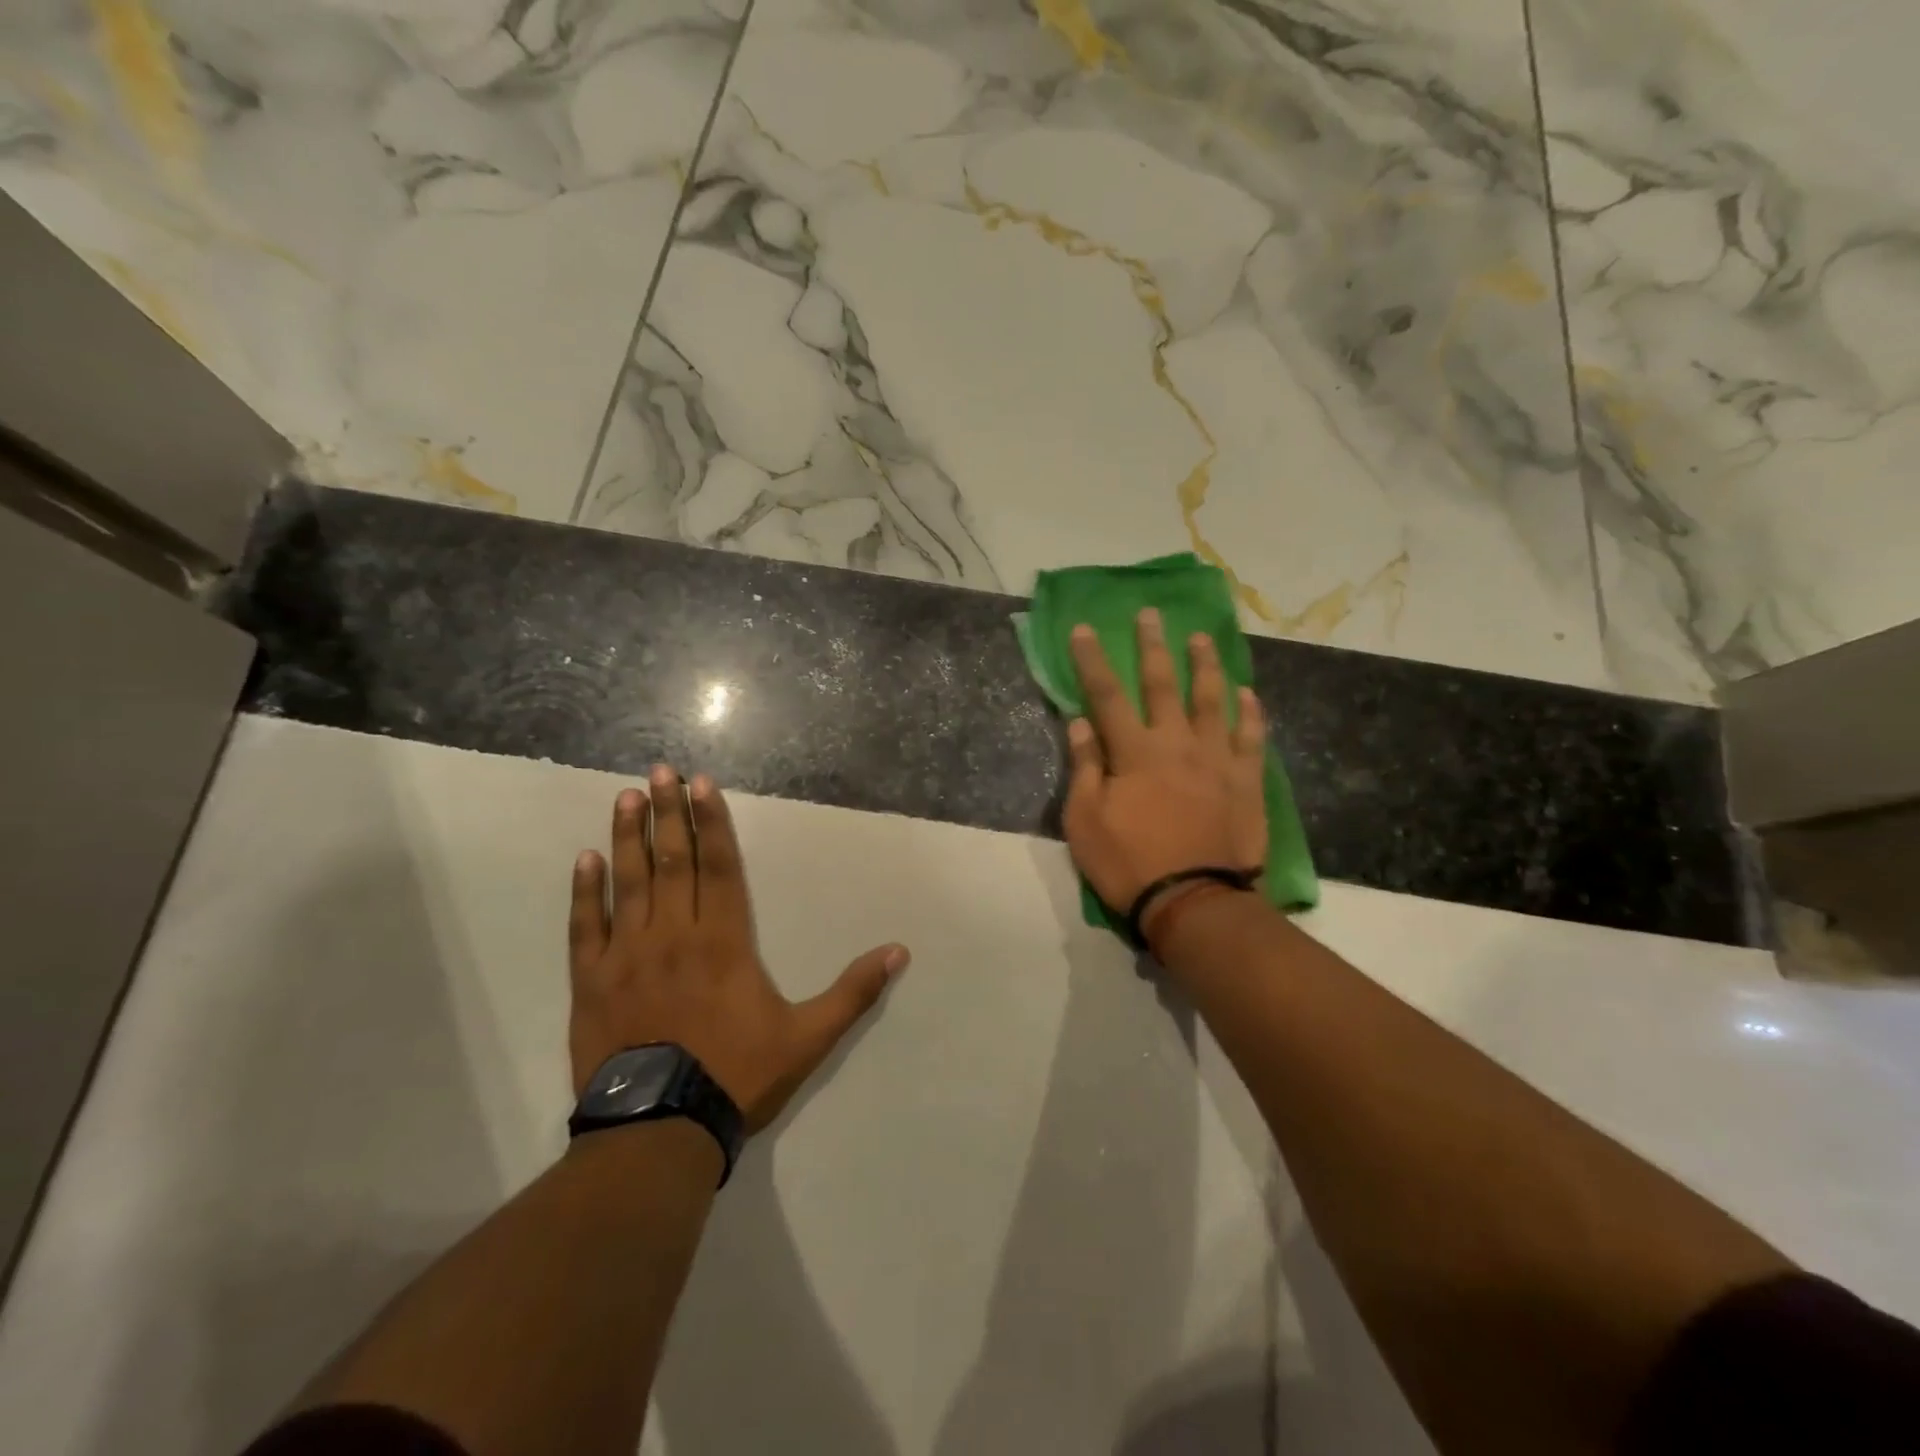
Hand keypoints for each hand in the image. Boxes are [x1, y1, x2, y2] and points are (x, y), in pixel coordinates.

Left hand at [568, 766, 908, 1132]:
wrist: (659, 1132)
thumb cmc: (736, 1076)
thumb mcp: (808, 1037)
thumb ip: (853, 992)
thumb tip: (899, 952)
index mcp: (724, 941)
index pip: (719, 866)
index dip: (712, 822)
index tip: (701, 784)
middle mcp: (674, 935)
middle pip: (673, 861)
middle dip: (668, 813)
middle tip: (659, 771)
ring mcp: (627, 956)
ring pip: (629, 883)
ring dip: (627, 837)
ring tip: (626, 796)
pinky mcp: (591, 982)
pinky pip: (585, 928)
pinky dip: (584, 892)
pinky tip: (584, 859)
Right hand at [1063, 609, 1267, 924]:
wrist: (1195, 903)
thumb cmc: (1130, 864)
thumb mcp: (1085, 822)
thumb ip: (1085, 768)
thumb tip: (1079, 723)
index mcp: (1134, 752)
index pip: (1106, 694)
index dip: (1092, 660)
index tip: (1084, 628)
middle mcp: (1176, 743)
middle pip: (1161, 684)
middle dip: (1152, 646)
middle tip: (1150, 614)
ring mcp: (1216, 759)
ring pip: (1212, 700)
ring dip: (1205, 666)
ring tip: (1201, 639)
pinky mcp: (1246, 781)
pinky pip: (1251, 737)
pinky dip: (1250, 713)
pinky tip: (1248, 693)